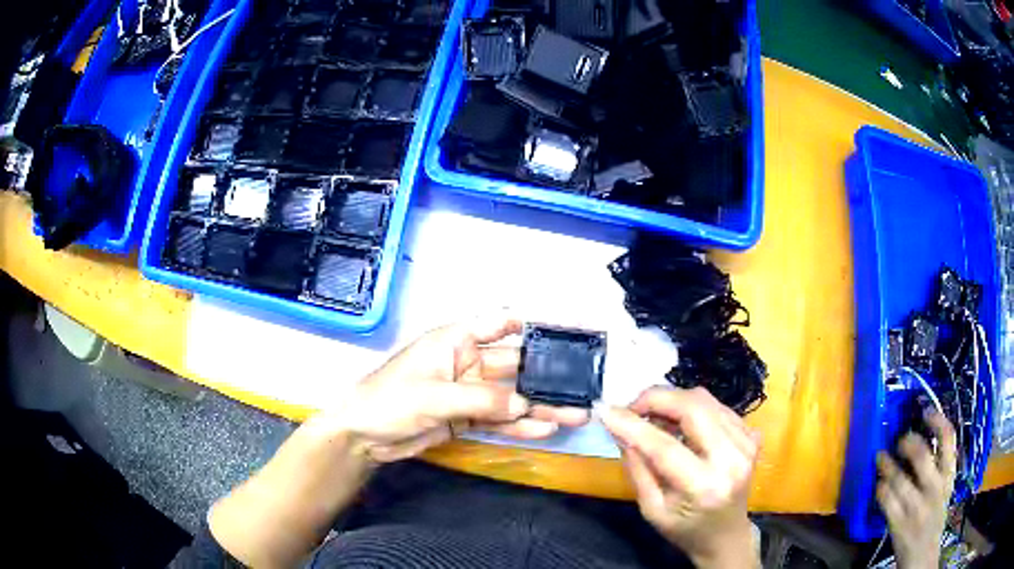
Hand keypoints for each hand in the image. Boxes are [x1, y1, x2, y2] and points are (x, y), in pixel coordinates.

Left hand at [314, 317, 589, 463]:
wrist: (363, 436)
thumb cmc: (389, 400)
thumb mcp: (433, 396)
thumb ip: (481, 400)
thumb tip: (525, 405)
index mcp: (455, 341)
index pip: (497, 324)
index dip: (528, 325)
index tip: (563, 333)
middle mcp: (466, 362)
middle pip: (512, 366)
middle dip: (545, 376)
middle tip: (580, 387)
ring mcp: (468, 393)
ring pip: (510, 397)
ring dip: (540, 406)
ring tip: (574, 414)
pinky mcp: (466, 418)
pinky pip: (498, 420)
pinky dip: (520, 425)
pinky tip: (545, 429)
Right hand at [600, 386, 759, 568]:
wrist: (726, 535)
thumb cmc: (685, 529)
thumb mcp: (651, 508)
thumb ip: (637, 468)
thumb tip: (619, 429)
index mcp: (704, 487)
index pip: (664, 446)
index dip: (632, 424)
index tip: (605, 411)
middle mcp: (732, 459)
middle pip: (693, 407)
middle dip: (656, 398)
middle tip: (632, 408)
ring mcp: (746, 443)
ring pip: (705, 400)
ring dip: (673, 402)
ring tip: (654, 418)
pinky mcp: (752, 435)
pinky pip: (717, 406)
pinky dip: (692, 409)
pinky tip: (681, 426)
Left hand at [876, 410, 956, 568]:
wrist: (923, 557)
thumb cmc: (934, 518)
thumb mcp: (944, 489)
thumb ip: (938, 469)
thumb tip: (923, 440)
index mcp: (948, 476)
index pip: (949, 439)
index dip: (937, 420)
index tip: (926, 410)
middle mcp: (934, 489)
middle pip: (922, 456)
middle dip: (908, 443)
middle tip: (900, 439)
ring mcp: (916, 508)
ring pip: (899, 478)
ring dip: (887, 465)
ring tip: (880, 456)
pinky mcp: (899, 525)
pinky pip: (887, 500)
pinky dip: (881, 488)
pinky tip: (879, 483)